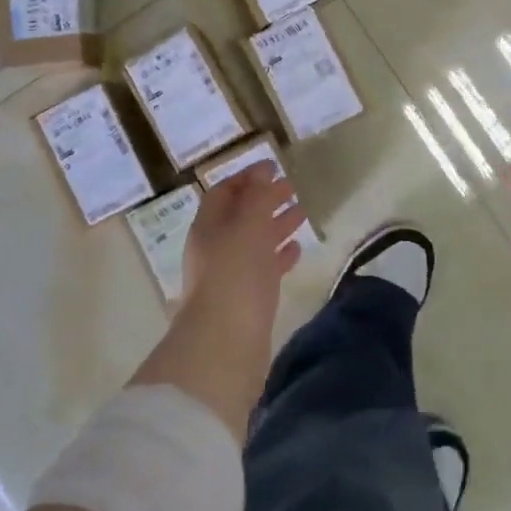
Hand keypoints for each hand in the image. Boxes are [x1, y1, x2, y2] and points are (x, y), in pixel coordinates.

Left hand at [180, 165, 305, 330]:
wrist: (225, 345)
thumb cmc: (235, 275)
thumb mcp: (247, 226)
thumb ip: (256, 197)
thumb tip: (261, 171)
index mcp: (208, 226)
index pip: (224, 192)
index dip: (247, 177)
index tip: (273, 165)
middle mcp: (216, 248)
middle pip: (241, 215)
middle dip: (265, 198)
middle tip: (293, 186)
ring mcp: (231, 275)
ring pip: (255, 241)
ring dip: (276, 224)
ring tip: (302, 211)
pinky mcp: (247, 300)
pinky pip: (264, 269)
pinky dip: (280, 255)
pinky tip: (298, 248)